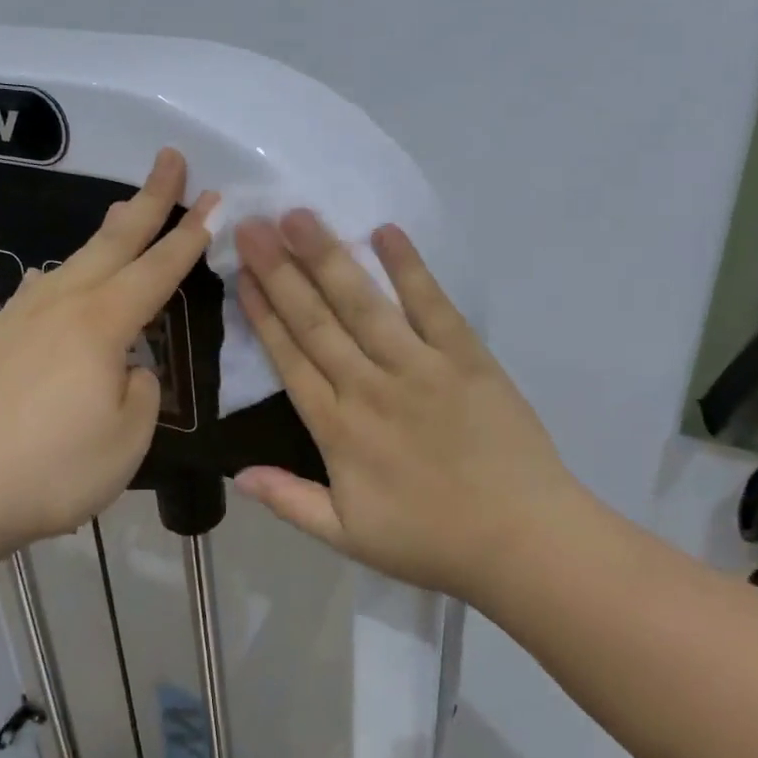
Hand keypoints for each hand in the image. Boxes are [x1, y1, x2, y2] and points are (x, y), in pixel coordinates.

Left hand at [0, 149, 216, 552]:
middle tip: (169, 159)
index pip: (158, 269)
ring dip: (107, 232)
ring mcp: (20, 317)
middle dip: (149, 199)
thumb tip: (128, 368)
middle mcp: (61, 305)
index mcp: (101, 324)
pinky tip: (58, 277)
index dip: (191, 234)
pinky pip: (41, 289)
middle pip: (114, 241)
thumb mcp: (127, 440)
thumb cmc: (52, 471)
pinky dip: (65, 273)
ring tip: (125, 210)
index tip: (215, 198)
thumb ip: (141, 391)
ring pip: (74, 260)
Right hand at [233, 211, 584, 602]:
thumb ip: (290, 501)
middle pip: (317, 320)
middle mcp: (370, 387)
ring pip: (364, 304)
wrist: (522, 541)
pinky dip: (409, 268)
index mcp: (338, 430)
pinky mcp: (466, 357)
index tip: (243, 273)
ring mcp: (419, 367)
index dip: (263, 313)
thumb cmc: (432, 541)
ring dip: (329, 257)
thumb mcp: (348, 537)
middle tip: (253, 225)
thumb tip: (234, 474)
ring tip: (299, 216)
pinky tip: (385, 232)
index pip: (291, 359)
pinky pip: (432, 305)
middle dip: (280, 270)